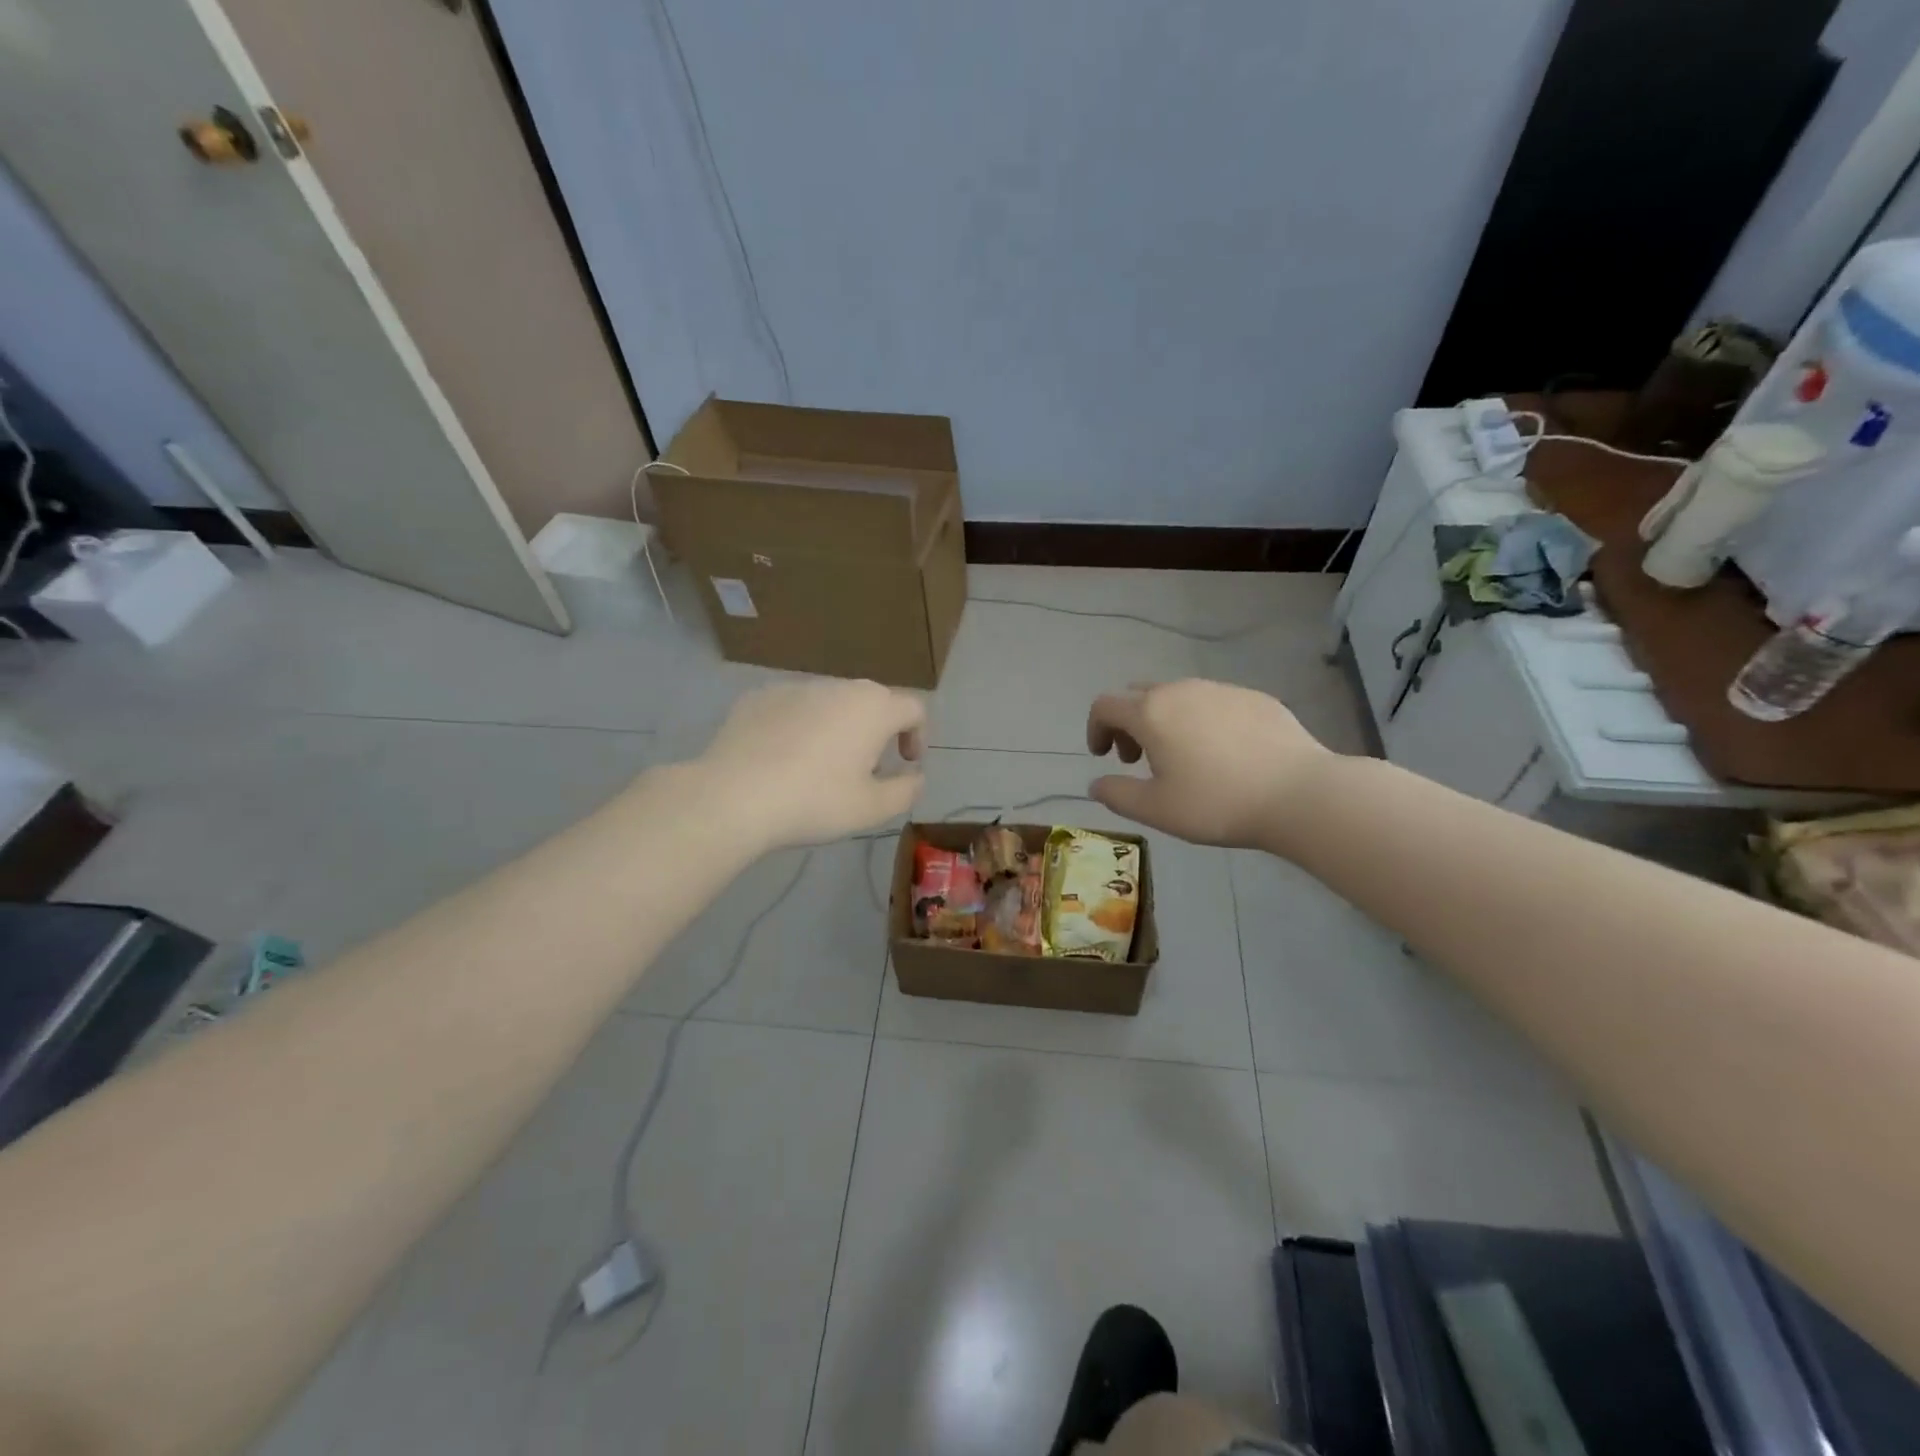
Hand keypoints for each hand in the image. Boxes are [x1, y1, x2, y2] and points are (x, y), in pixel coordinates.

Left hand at [699, 680, 925, 849]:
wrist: (733, 796)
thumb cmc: (814, 801)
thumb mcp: (872, 809)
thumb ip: (906, 790)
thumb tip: (915, 777)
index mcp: (873, 708)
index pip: (913, 708)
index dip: (918, 735)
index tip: (905, 763)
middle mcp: (837, 686)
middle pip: (871, 701)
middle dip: (877, 730)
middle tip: (866, 768)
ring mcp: (794, 687)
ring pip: (830, 702)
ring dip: (837, 727)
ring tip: (820, 765)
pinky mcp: (758, 697)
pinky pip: (793, 708)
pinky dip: (799, 726)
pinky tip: (781, 759)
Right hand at [1086, 680, 1331, 848]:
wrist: (1299, 793)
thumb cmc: (1217, 803)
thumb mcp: (1156, 810)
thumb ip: (1117, 794)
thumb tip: (1096, 784)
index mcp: (1151, 713)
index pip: (1106, 705)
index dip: (1095, 728)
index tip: (1102, 756)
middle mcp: (1182, 690)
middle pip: (1140, 695)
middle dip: (1129, 724)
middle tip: (1139, 759)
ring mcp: (1221, 689)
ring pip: (1179, 696)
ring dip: (1166, 721)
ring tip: (1183, 758)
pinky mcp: (1255, 697)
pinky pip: (1214, 702)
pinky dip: (1202, 721)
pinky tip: (1224, 754)